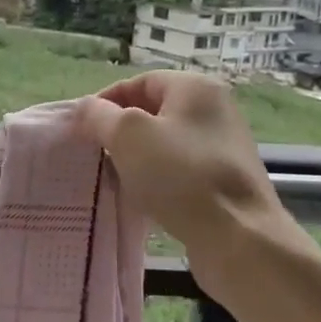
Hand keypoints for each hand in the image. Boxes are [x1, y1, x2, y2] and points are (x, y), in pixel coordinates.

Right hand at [75, 72, 307, 284]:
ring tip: (114, 180)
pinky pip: (179, 172)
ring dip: (135, 160)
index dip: (106, 102)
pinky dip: (156, 181)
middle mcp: (214, 110)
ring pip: (164, 145)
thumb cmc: (181, 176)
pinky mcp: (223, 182)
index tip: (81, 130)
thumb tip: (85, 108)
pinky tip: (142, 200)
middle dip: (119, 133)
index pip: (139, 82)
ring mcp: (222, 147)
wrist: (238, 239)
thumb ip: (100, 116)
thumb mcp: (128, 136)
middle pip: (152, 112)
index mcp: (195, 88)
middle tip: (95, 155)